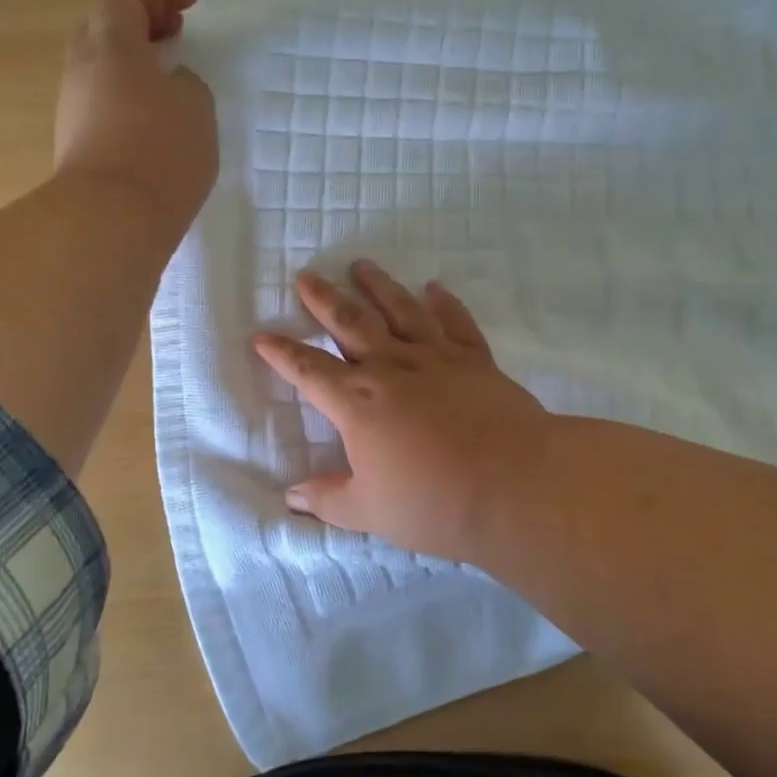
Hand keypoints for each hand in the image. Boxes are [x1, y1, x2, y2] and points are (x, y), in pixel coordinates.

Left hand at [54, 0, 216, 240]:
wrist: (112, 218)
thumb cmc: (161, 150)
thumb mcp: (195, 106)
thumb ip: (185, 82)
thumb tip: (169, 85)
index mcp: (110, 46)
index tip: (192, 0)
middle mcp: (82, 70)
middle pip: (104, 29)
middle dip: (141, 25)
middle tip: (175, 36)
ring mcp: (73, 108)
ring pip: (100, 68)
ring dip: (133, 63)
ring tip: (170, 79)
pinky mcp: (75, 143)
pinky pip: (102, 102)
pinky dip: (127, 95)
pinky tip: (154, 117)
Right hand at [252, 261, 552, 562]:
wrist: (515, 483)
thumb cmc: (434, 501)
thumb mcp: (369, 511)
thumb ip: (328, 499)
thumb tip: (292, 496)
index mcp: (357, 402)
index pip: (308, 370)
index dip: (282, 353)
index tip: (261, 335)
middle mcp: (391, 367)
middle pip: (350, 323)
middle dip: (324, 299)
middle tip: (306, 276)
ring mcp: (436, 358)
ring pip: (400, 310)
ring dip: (378, 286)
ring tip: (361, 266)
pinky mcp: (475, 360)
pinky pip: (455, 323)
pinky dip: (444, 303)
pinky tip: (435, 288)